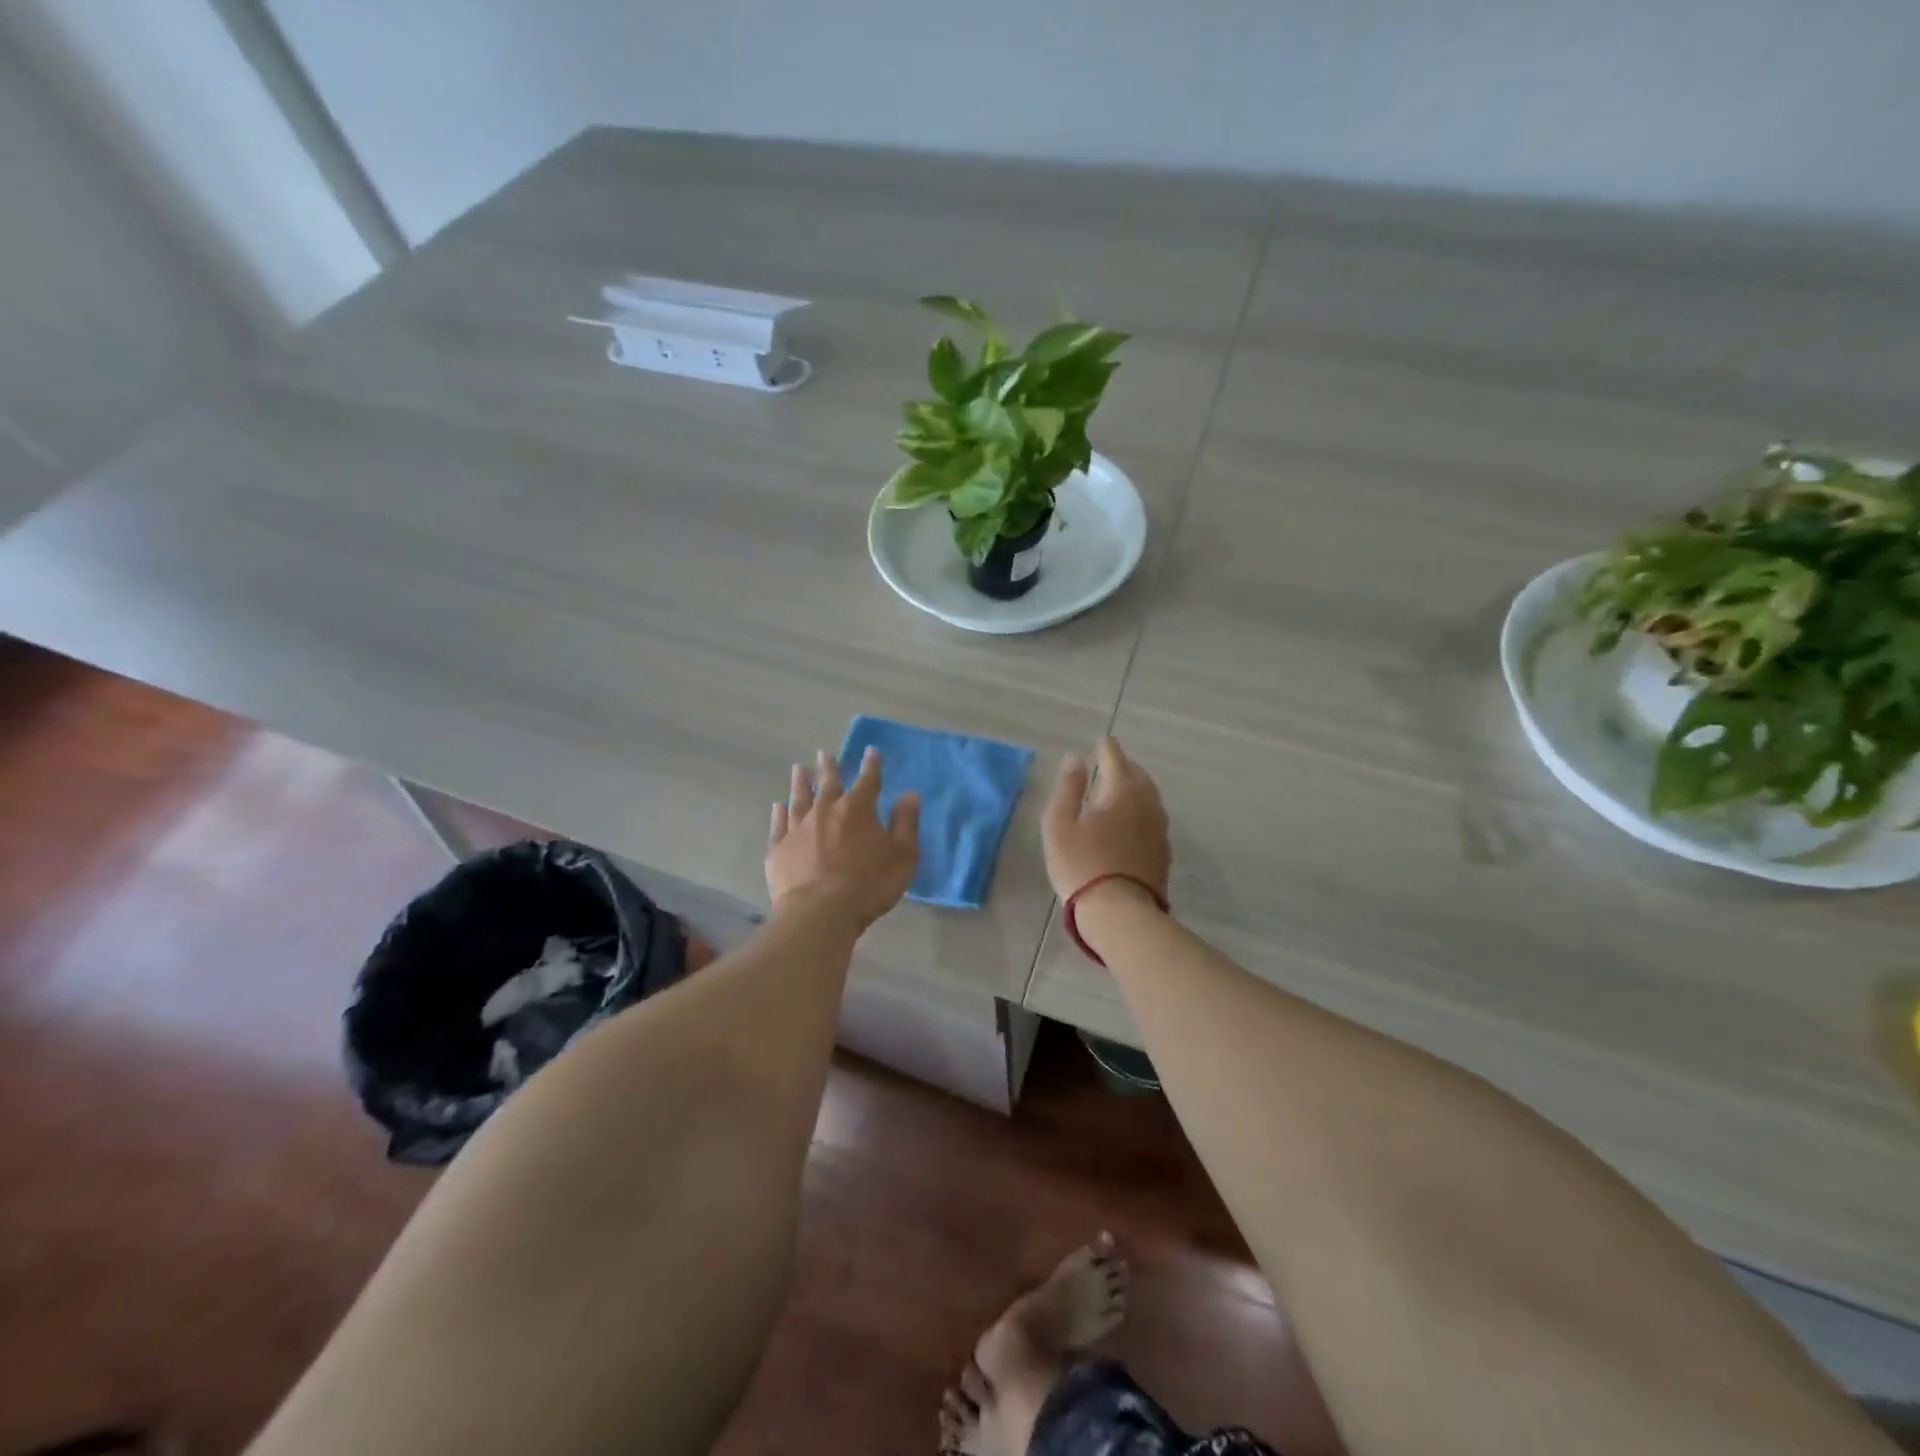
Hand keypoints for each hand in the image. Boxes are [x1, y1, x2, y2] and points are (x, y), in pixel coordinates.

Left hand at [768, 747, 919, 930]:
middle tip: (823, 754)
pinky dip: (779, 813)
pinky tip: (778, 806)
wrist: (820, 913)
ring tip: (798, 769)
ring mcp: (798, 829)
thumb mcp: (902, 855)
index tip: (870, 751)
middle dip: (828, 767)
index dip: (871, 765)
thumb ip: (906, 823)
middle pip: (827, 783)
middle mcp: (825, 811)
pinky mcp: (778, 849)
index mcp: (857, 809)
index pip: (868, 780)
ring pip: (798, 798)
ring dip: (800, 783)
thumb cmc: (869, 884)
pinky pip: (778, 825)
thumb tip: (909, 795)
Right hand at [1043, 737, 1170, 902]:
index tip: (1102, 740)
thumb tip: (1077, 758)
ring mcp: (1159, 830)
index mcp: (1121, 792)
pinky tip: (1135, 822)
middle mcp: (1147, 805)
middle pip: (1139, 777)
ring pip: (1151, 798)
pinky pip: (1154, 820)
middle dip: (1126, 766)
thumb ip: (1068, 787)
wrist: (1119, 912)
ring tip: (1124, 788)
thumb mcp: (1060, 823)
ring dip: (1137, 788)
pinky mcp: (1163, 853)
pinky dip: (1143, 811)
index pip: (1116, 760)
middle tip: (1113, 762)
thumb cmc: (1080, 864)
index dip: (1107, 748)